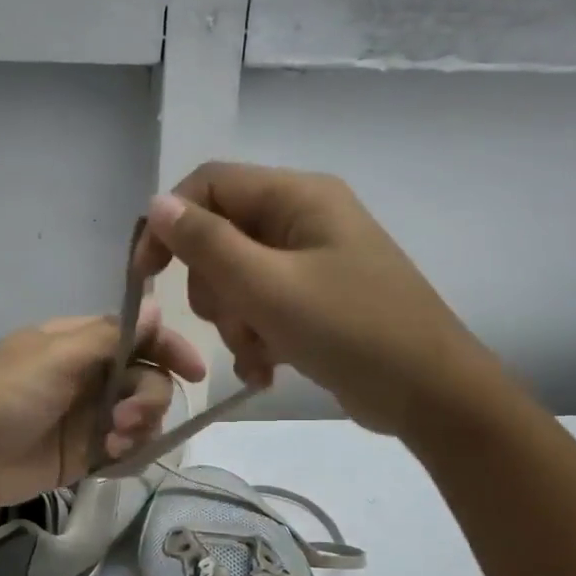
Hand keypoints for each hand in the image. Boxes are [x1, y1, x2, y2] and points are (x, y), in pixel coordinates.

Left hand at [0, 300, 203, 517]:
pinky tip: (111, 459)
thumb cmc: (3, 396)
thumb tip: (155, 306)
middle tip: (125, 420)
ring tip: (113, 444)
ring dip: (140, 427)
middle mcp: (91, 375)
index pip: (139, 336)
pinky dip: (130, 453)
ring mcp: (90, 415)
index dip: (169, 347)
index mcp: (80, 342)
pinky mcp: (88, 452)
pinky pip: (128, 448)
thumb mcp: (55, 357)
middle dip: (148, 398)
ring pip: (143, 415)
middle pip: (148, 377)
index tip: (194, 370)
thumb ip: (110, 337)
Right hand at [135, 161, 497, 435]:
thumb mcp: (268, 287)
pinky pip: (263, 309)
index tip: (146, 276)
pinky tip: (266, 371)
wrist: (428, 391)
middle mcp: (304, 219)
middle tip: (235, 323)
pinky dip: (256, 339)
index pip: (210, 184)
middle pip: (221, 238)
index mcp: (297, 196)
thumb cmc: (349, 330)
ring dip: (236, 324)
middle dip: (215, 290)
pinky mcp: (317, 301)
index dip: (170, 223)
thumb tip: (157, 204)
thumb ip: (207, 244)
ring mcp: (312, 262)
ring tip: (260, 355)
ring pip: (238, 281)